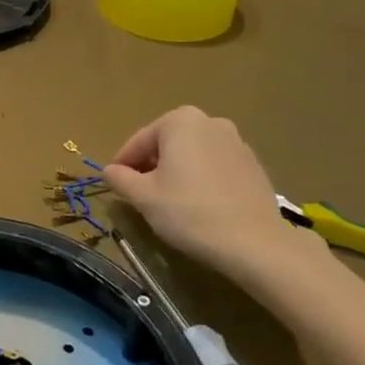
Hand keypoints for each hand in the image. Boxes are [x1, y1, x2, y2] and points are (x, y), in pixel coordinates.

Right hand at [103, 107, 322, 298]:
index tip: (115, 185)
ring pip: (193, 154)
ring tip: (171, 202)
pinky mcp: (254, 166)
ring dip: (178, 172)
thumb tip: (110, 171)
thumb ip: (120, 178)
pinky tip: (200, 206)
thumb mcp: (143, 196)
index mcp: (180, 121)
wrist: (254, 244)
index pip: (139, 141)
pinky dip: (203, 179)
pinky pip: (216, 167)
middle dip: (152, 165)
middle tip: (142, 194)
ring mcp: (237, 142)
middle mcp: (210, 122)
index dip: (123, 164)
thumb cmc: (189, 212)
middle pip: (167, 144)